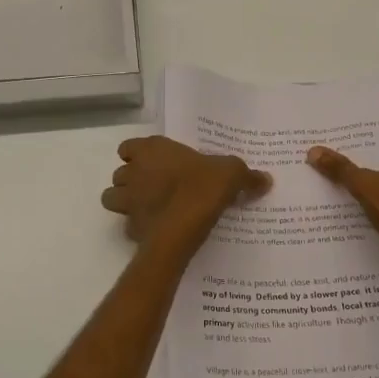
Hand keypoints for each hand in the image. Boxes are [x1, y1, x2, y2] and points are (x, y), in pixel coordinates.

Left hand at [102, 137, 270, 255]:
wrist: (184, 226)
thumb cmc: (202, 187)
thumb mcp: (231, 174)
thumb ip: (246, 175)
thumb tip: (265, 179)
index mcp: (151, 150)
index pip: (128, 147)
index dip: (137, 155)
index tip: (154, 163)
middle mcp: (134, 172)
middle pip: (120, 173)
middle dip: (131, 180)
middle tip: (154, 187)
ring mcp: (128, 201)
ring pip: (113, 198)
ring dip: (126, 202)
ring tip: (148, 208)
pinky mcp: (131, 228)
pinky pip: (128, 226)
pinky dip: (138, 228)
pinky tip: (156, 231)